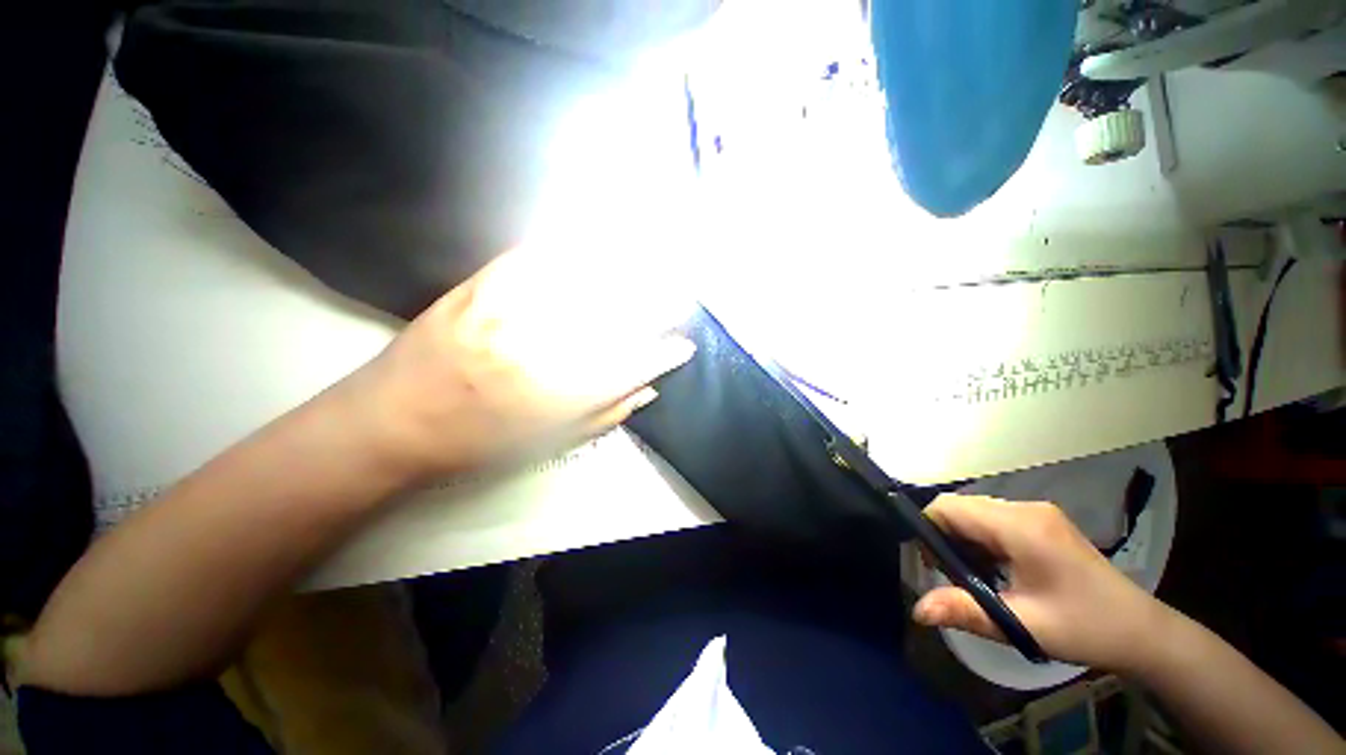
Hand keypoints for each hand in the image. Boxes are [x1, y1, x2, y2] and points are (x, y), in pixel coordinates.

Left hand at [335, 245, 696, 482]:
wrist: (388, 421)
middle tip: (680, 297)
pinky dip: (575, 248)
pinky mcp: (483, 284)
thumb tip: (649, 388)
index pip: (631, 367)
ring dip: (627, 269)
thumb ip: (605, 413)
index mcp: (556, 396)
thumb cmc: (474, 445)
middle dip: (657, 305)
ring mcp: (510, 309)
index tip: (684, 346)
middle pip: (616, 316)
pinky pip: (541, 256)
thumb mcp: (546, 443)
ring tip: (653, 264)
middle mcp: (540, 348)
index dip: (663, 355)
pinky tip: (597, 244)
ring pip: (586, 279)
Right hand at [913, 494, 1172, 672]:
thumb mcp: (1022, 625)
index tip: (933, 566)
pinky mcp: (1042, 522)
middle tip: (952, 577)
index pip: (949, 507)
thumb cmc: (1084, 628)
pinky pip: (993, 520)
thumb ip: (965, 611)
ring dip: (962, 540)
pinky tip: (995, 570)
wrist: (1141, 632)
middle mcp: (1025, 508)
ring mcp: (1036, 513)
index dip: (928, 529)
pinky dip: (981, 541)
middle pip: (960, 507)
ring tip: (974, 577)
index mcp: (1020, 525)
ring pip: (975, 513)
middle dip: (944, 537)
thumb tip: (917, 610)